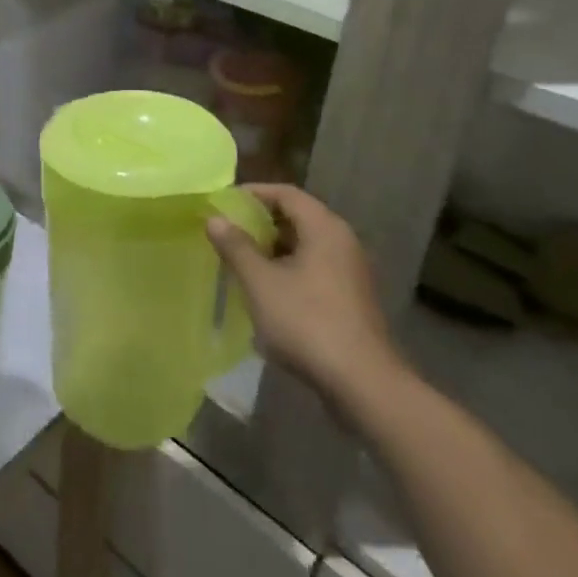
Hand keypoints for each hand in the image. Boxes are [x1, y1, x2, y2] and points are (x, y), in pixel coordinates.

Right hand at [208, 185, 407, 414]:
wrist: (362, 383)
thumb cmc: (307, 322)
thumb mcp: (261, 282)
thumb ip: (236, 247)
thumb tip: (215, 218)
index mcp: (324, 228)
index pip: (286, 193)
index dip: (253, 194)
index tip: (223, 202)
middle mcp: (342, 241)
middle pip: (297, 217)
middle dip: (260, 222)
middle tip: (227, 231)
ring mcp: (350, 271)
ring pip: (305, 245)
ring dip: (272, 248)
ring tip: (240, 260)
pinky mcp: (350, 298)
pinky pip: (314, 268)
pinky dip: (288, 269)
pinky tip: (266, 290)